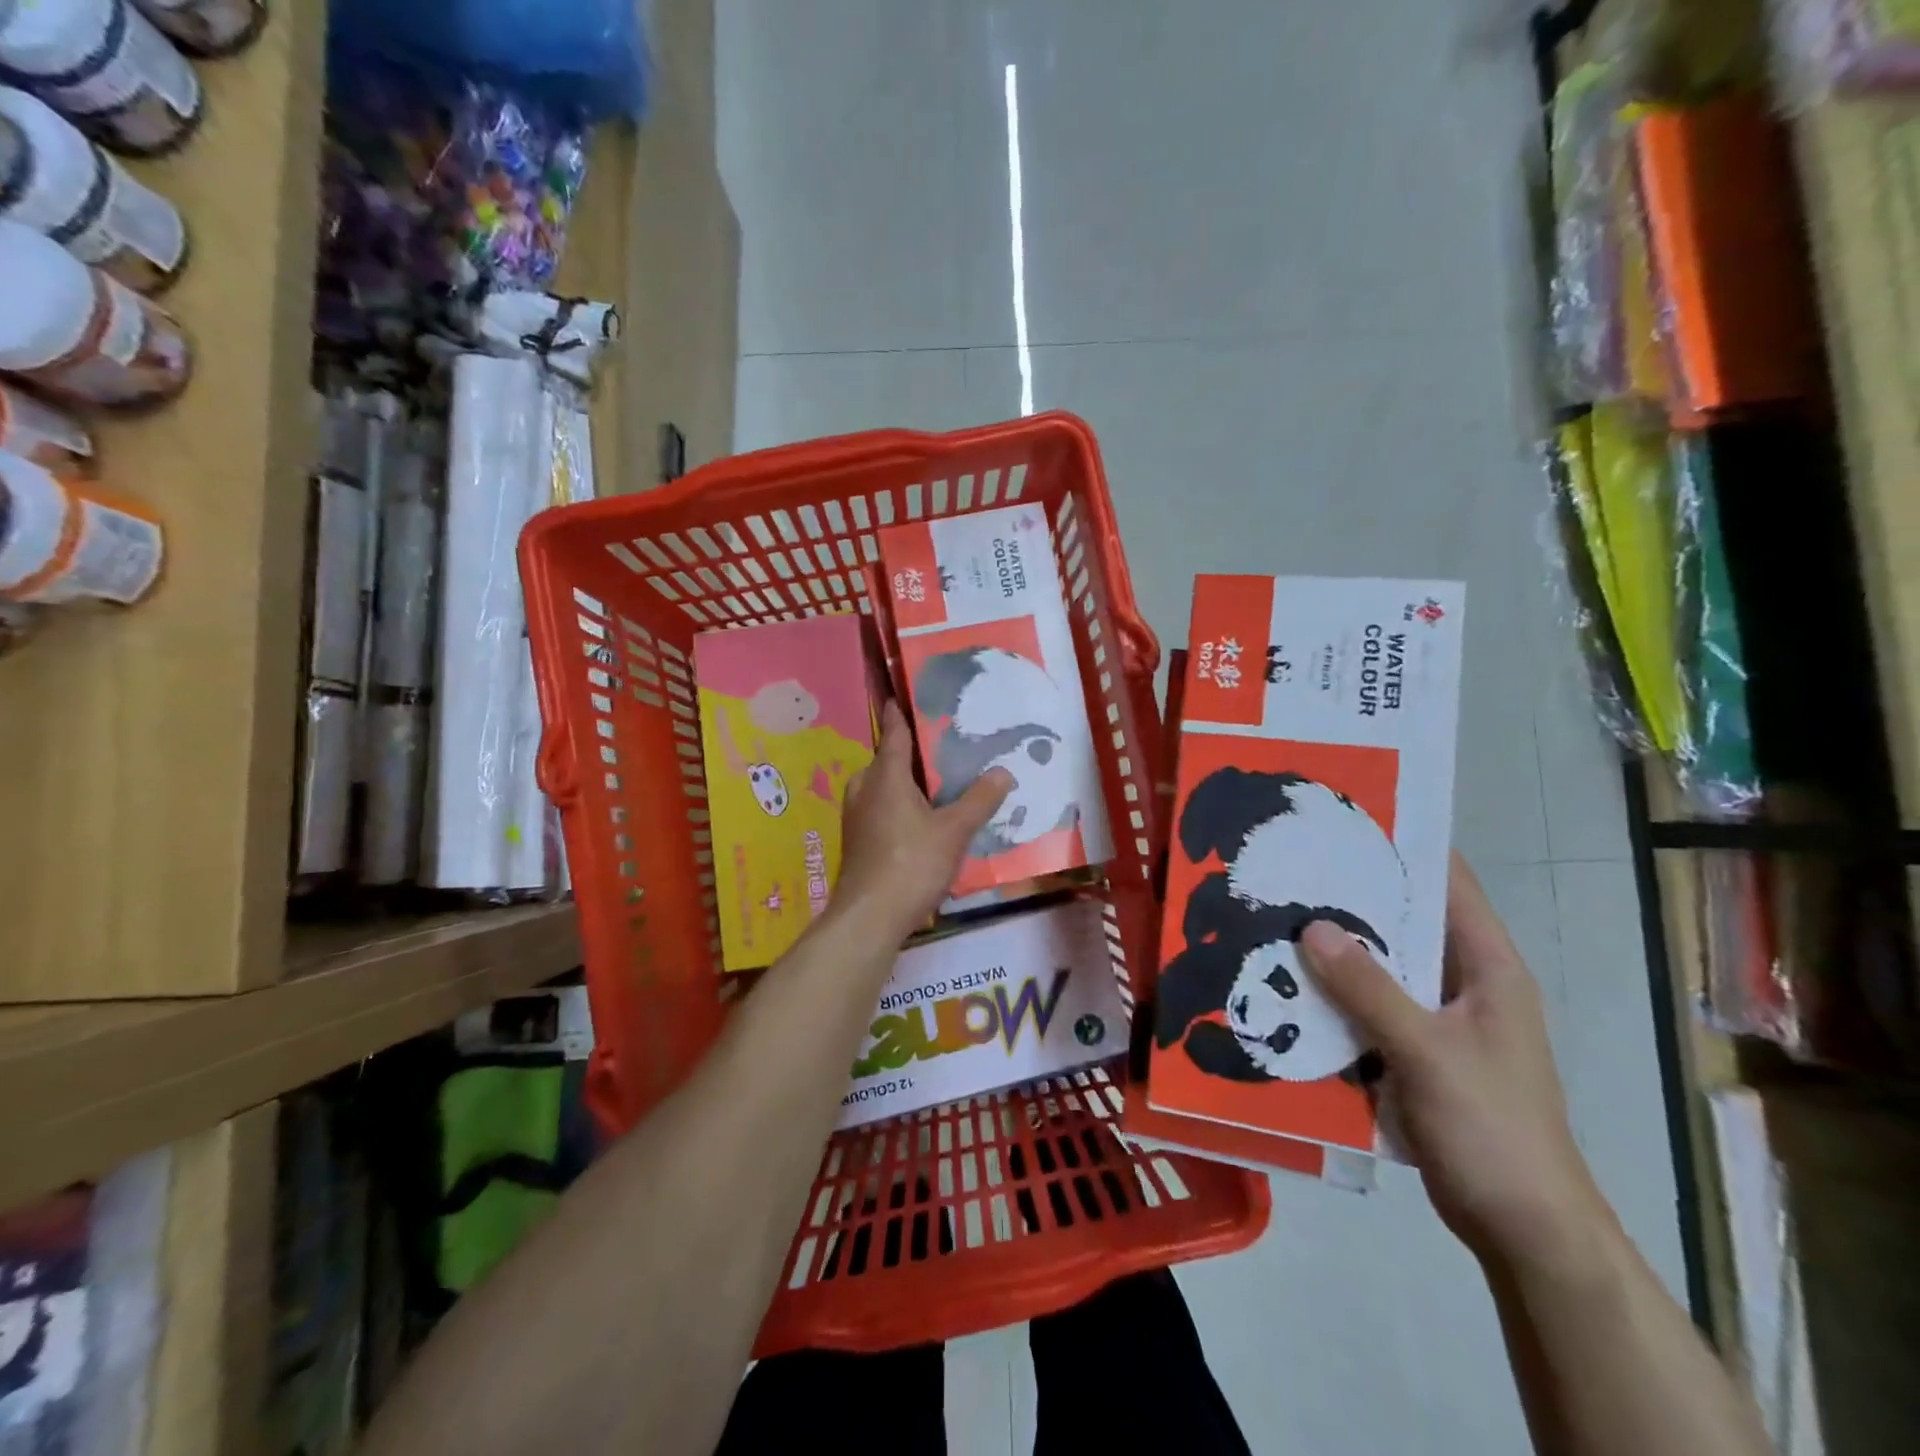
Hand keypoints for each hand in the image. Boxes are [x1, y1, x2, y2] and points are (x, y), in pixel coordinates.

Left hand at [833, 702, 1012, 943]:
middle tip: (939, 749)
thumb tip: (1003, 771)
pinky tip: (919, 821)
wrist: (869, 916)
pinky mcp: (856, 841)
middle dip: (908, 754)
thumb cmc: (911, 863)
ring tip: (934, 786)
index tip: (900, 695)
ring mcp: (855, 817)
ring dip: (903, 783)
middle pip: (886, 761)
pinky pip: (878, 809)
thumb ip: (979, 800)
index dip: (900, 714)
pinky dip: (897, 806)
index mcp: (885, 776)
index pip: (894, 734)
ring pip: (881, 787)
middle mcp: (864, 789)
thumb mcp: (954, 831)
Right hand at [1298, 854, 1611, 1273]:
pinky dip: (1332, 997)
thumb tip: (1312, 926)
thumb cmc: (1493, 1128)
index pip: (1448, 887)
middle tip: (1287, 871)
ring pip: (1379, 969)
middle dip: (1349, 900)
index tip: (1342, 822)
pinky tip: (1285, 987)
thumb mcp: (1427, 1052)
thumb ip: (1369, 988)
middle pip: (1403, 925)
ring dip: (1334, 952)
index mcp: (1489, 969)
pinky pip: (1365, 1010)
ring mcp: (1437, 1021)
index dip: (1402, 850)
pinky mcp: (1412, 1054)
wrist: (1523, 1229)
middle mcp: (1463, 984)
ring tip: (1272, 919)